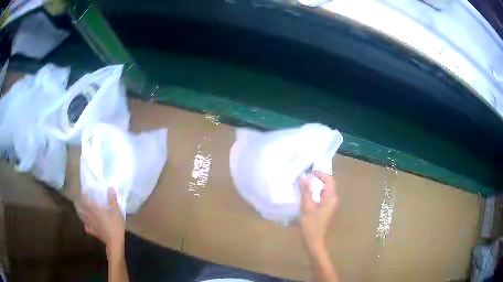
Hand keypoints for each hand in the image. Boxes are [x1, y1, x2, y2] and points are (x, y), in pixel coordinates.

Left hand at [79, 187, 124, 255]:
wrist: (114, 242)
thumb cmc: (115, 225)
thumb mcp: (116, 211)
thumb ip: (112, 199)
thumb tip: (110, 187)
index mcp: (94, 209)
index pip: (84, 200)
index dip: (83, 195)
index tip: (84, 192)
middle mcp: (89, 215)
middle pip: (80, 208)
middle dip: (80, 204)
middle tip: (82, 201)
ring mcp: (90, 224)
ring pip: (81, 217)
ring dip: (81, 213)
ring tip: (82, 210)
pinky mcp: (92, 232)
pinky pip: (86, 227)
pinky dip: (85, 224)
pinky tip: (87, 224)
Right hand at [299, 171, 337, 254]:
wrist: (314, 242)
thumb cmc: (311, 225)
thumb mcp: (306, 207)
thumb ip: (306, 191)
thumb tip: (304, 177)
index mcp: (330, 198)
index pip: (329, 179)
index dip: (320, 174)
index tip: (308, 173)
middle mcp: (332, 200)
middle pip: (327, 184)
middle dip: (316, 179)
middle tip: (304, 178)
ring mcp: (328, 206)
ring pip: (323, 191)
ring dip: (314, 186)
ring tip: (302, 185)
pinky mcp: (324, 210)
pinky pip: (320, 197)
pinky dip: (313, 194)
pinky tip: (304, 196)